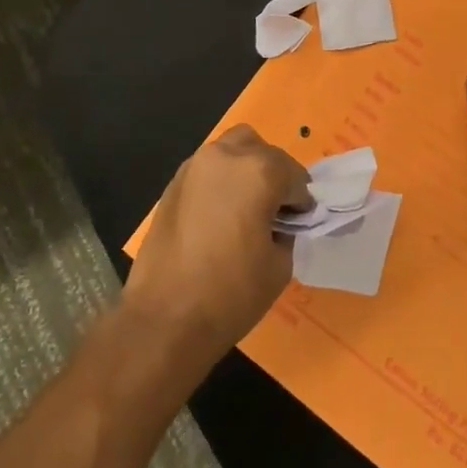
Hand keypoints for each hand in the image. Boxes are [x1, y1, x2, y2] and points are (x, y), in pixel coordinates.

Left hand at [124, 126, 309, 363]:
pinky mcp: (173, 182)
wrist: (165, 317)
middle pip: (262, 152)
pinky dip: (221, 181)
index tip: (298, 223)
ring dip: (246, 169)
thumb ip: (286, 231)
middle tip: (275, 212)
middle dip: (274, 176)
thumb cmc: (230, 293)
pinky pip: (208, 169)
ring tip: (246, 209)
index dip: (300, 201)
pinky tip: (219, 216)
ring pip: (232, 150)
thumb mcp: (279, 266)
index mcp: (259, 171)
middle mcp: (226, 156)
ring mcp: (195, 165)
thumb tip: (279, 222)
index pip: (294, 176)